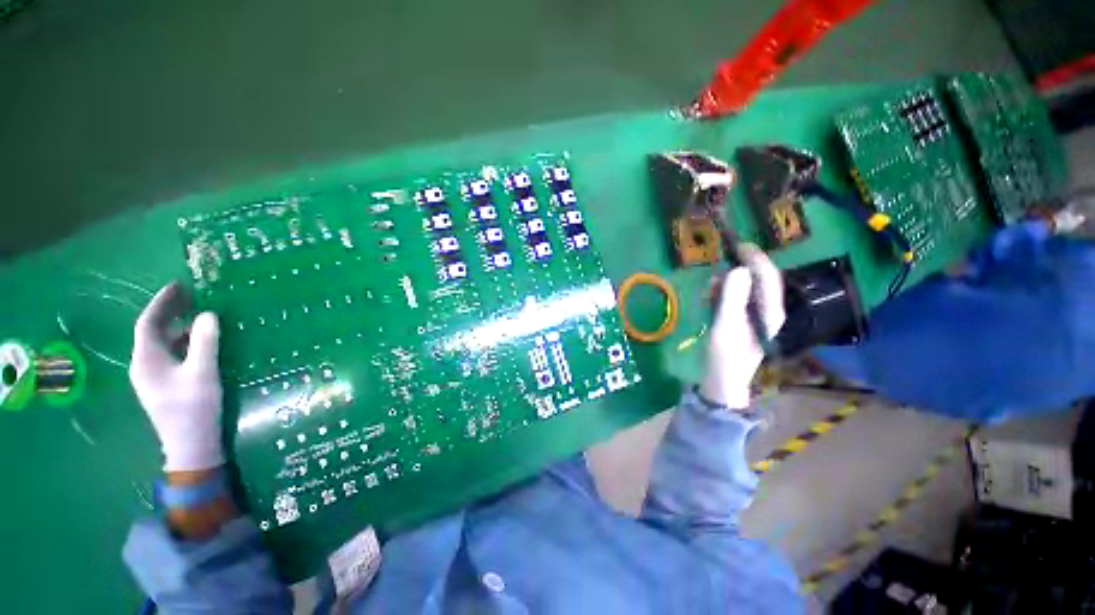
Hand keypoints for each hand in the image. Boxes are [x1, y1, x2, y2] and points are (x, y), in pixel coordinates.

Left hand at [130, 283, 224, 471]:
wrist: (191, 445)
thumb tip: (209, 314)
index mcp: (147, 361)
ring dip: (177, 325)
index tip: (178, 285)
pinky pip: (170, 354)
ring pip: (162, 343)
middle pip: (152, 331)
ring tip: (198, 313)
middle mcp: (144, 365)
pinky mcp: (165, 384)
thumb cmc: (194, 408)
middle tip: (191, 294)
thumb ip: (205, 343)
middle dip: (169, 311)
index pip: (148, 323)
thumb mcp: (203, 373)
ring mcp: (154, 376)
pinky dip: (183, 341)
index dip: (161, 303)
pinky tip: (199, 340)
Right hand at [700, 245, 785, 407]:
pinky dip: (721, 295)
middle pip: (757, 282)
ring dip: (727, 285)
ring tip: (709, 289)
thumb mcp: (725, 325)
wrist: (722, 381)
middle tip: (718, 268)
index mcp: (769, 312)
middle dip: (738, 271)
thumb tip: (738, 270)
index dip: (756, 259)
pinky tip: (709, 299)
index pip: (768, 278)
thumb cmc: (725, 356)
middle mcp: (766, 311)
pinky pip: (734, 299)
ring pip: (744, 290)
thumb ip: (732, 297)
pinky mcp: (742, 321)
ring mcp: (754, 316)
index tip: (740, 245)